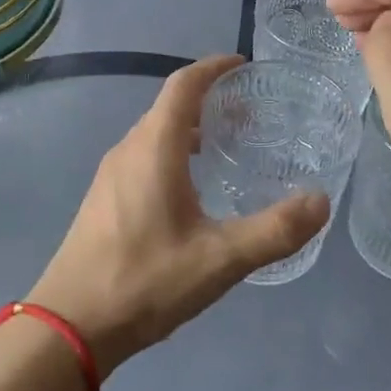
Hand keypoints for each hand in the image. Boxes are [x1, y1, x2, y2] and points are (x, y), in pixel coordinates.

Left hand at [27, 55, 328, 376]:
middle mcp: (128, 149)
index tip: (243, 66)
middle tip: (250, 116)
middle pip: (170, 106)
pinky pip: (143, 156)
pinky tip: (192, 190)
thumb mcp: (220, 259)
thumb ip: (274, 230)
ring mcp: (110, 174)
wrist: (69, 324)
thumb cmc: (144, 281)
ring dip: (190, 129)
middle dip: (209, 100)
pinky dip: (173, 152)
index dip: (214, 67)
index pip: (184, 84)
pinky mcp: (103, 198)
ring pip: (155, 133)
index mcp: (154, 147)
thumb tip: (321, 201)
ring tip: (227, 148)